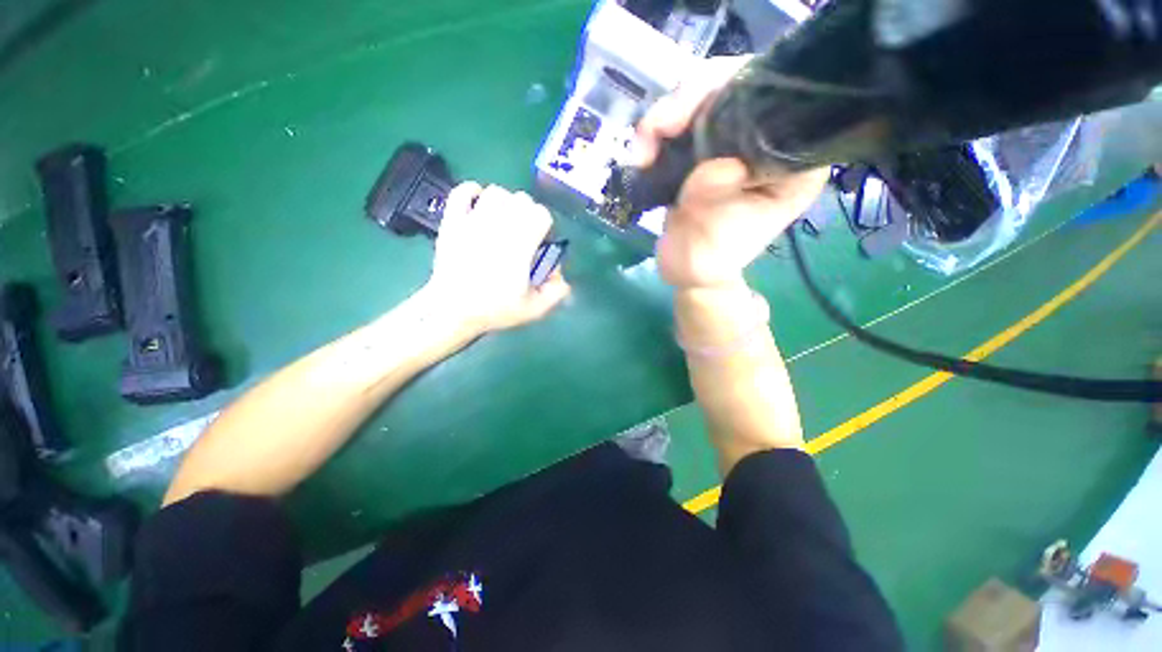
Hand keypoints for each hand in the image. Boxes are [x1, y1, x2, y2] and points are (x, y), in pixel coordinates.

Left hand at [426, 183, 570, 332]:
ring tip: (503, 222)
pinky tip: (479, 207)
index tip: (539, 242)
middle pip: (522, 199)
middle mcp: (497, 227)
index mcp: (519, 245)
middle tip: (523, 233)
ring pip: (496, 192)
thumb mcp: (534, 309)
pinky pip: (462, 191)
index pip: (541, 214)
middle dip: (528, 214)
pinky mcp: (452, 221)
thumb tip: (559, 272)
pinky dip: (473, 192)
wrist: (451, 310)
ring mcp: (472, 221)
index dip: (545, 226)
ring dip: (505, 203)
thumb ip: (556, 291)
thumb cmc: (494, 310)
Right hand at [634, 56, 828, 289]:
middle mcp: (769, 144)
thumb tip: (719, 164)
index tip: (695, 113)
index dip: (738, 90)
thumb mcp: (715, 240)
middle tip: (657, 130)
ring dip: (666, 116)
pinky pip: (684, 119)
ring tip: (642, 151)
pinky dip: (658, 130)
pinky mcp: (707, 148)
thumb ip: (716, 202)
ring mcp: (735, 142)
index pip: (780, 102)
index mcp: (791, 164)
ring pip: (706, 96)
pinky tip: (643, 153)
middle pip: (739, 87)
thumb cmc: (707, 260)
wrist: (684, 267)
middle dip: (692, 99)